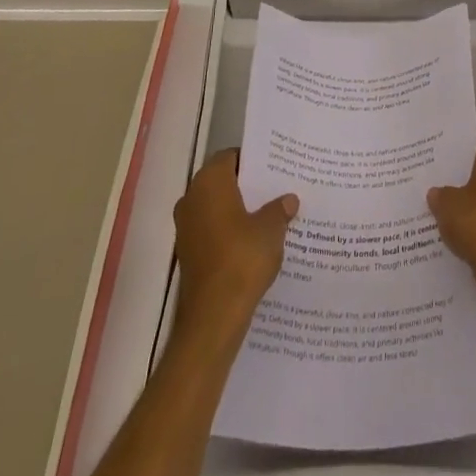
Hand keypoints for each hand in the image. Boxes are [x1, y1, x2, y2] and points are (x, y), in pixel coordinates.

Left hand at [173, 150, 297, 329]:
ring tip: (272, 214)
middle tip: (278, 187)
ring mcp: (187, 228)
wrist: (212, 318)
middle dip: (248, 185)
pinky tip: (256, 241)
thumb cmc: (241, 260)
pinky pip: (213, 230)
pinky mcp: (189, 254)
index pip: (231, 156)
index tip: (276, 166)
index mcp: (209, 183)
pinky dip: (231, 231)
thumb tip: (288, 199)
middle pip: (223, 181)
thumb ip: (279, 209)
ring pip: (218, 208)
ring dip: (240, 210)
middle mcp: (192, 199)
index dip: (253, 160)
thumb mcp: (271, 229)